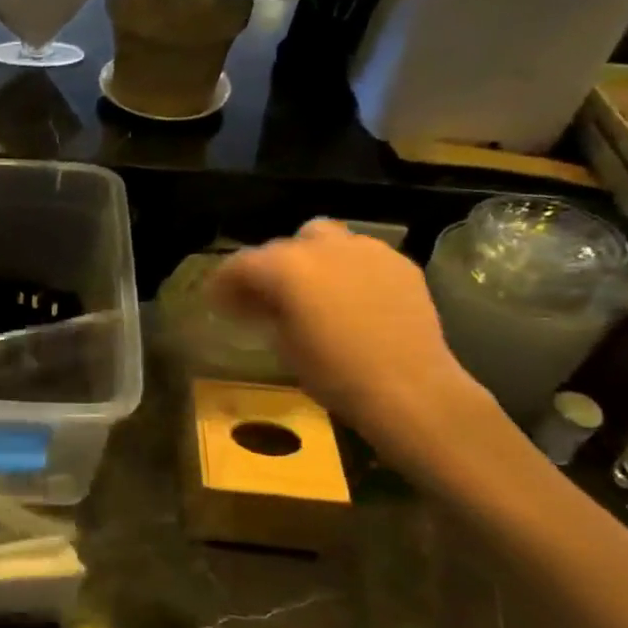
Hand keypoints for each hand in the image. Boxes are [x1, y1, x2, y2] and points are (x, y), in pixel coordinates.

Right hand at [210, 219, 483, 439]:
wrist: (409, 389)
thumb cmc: (333, 373)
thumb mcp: (282, 343)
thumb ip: (266, 310)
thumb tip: (258, 302)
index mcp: (285, 266)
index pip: (240, 263)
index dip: (224, 282)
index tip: (218, 301)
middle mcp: (321, 246)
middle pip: (279, 247)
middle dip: (266, 270)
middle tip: (262, 298)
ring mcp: (364, 250)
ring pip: (322, 239)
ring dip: (307, 259)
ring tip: (309, 289)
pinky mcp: (398, 262)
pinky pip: (359, 255)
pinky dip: (345, 269)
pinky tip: (349, 297)